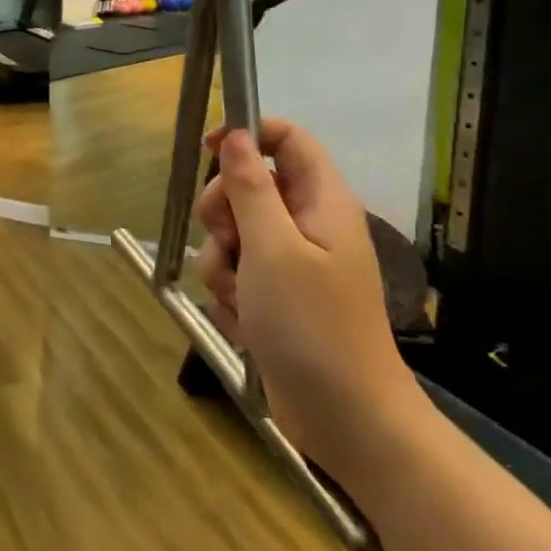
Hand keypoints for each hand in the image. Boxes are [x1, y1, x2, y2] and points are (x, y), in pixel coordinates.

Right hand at [195, 120, 428, 491]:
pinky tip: (244, 321)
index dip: (247, 134)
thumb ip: (249, 187)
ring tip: (241, 296)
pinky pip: (233, 272)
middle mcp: (305, 224)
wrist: (344, 417)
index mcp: (320, 201)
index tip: (206, 149)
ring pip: (231, 234)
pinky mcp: (273, 295)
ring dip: (221, 262)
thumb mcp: (272, 248)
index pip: (286, 140)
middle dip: (223, 213)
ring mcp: (289, 262)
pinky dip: (229, 292)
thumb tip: (235, 135)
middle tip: (231, 242)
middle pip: (247, 186)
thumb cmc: (312, 324)